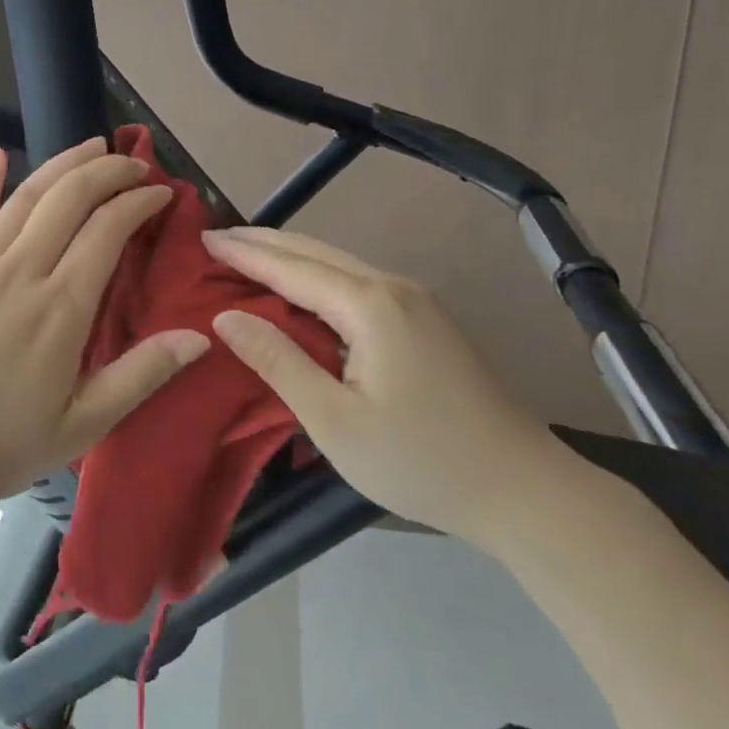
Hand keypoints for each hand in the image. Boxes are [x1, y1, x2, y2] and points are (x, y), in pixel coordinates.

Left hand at [0, 138, 210, 513]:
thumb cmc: (7, 444)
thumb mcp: (86, 423)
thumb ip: (142, 373)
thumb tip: (200, 337)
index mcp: (59, 309)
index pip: (107, 230)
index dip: (139, 202)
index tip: (162, 194)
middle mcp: (18, 273)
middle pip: (69, 198)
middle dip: (108, 171)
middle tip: (136, 165)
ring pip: (25, 196)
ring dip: (62, 164)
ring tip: (93, 146)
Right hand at [203, 227, 568, 543]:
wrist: (524, 489)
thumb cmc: (420, 460)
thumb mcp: (334, 421)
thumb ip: (278, 361)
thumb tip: (226, 318)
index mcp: (369, 305)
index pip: (291, 266)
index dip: (245, 253)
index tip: (204, 239)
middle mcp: (393, 287)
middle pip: (316, 252)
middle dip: (264, 242)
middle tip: (218, 239)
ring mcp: (416, 301)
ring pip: (339, 264)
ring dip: (292, 257)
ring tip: (249, 257)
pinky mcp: (428, 320)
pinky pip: (358, 283)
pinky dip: (318, 277)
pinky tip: (303, 289)